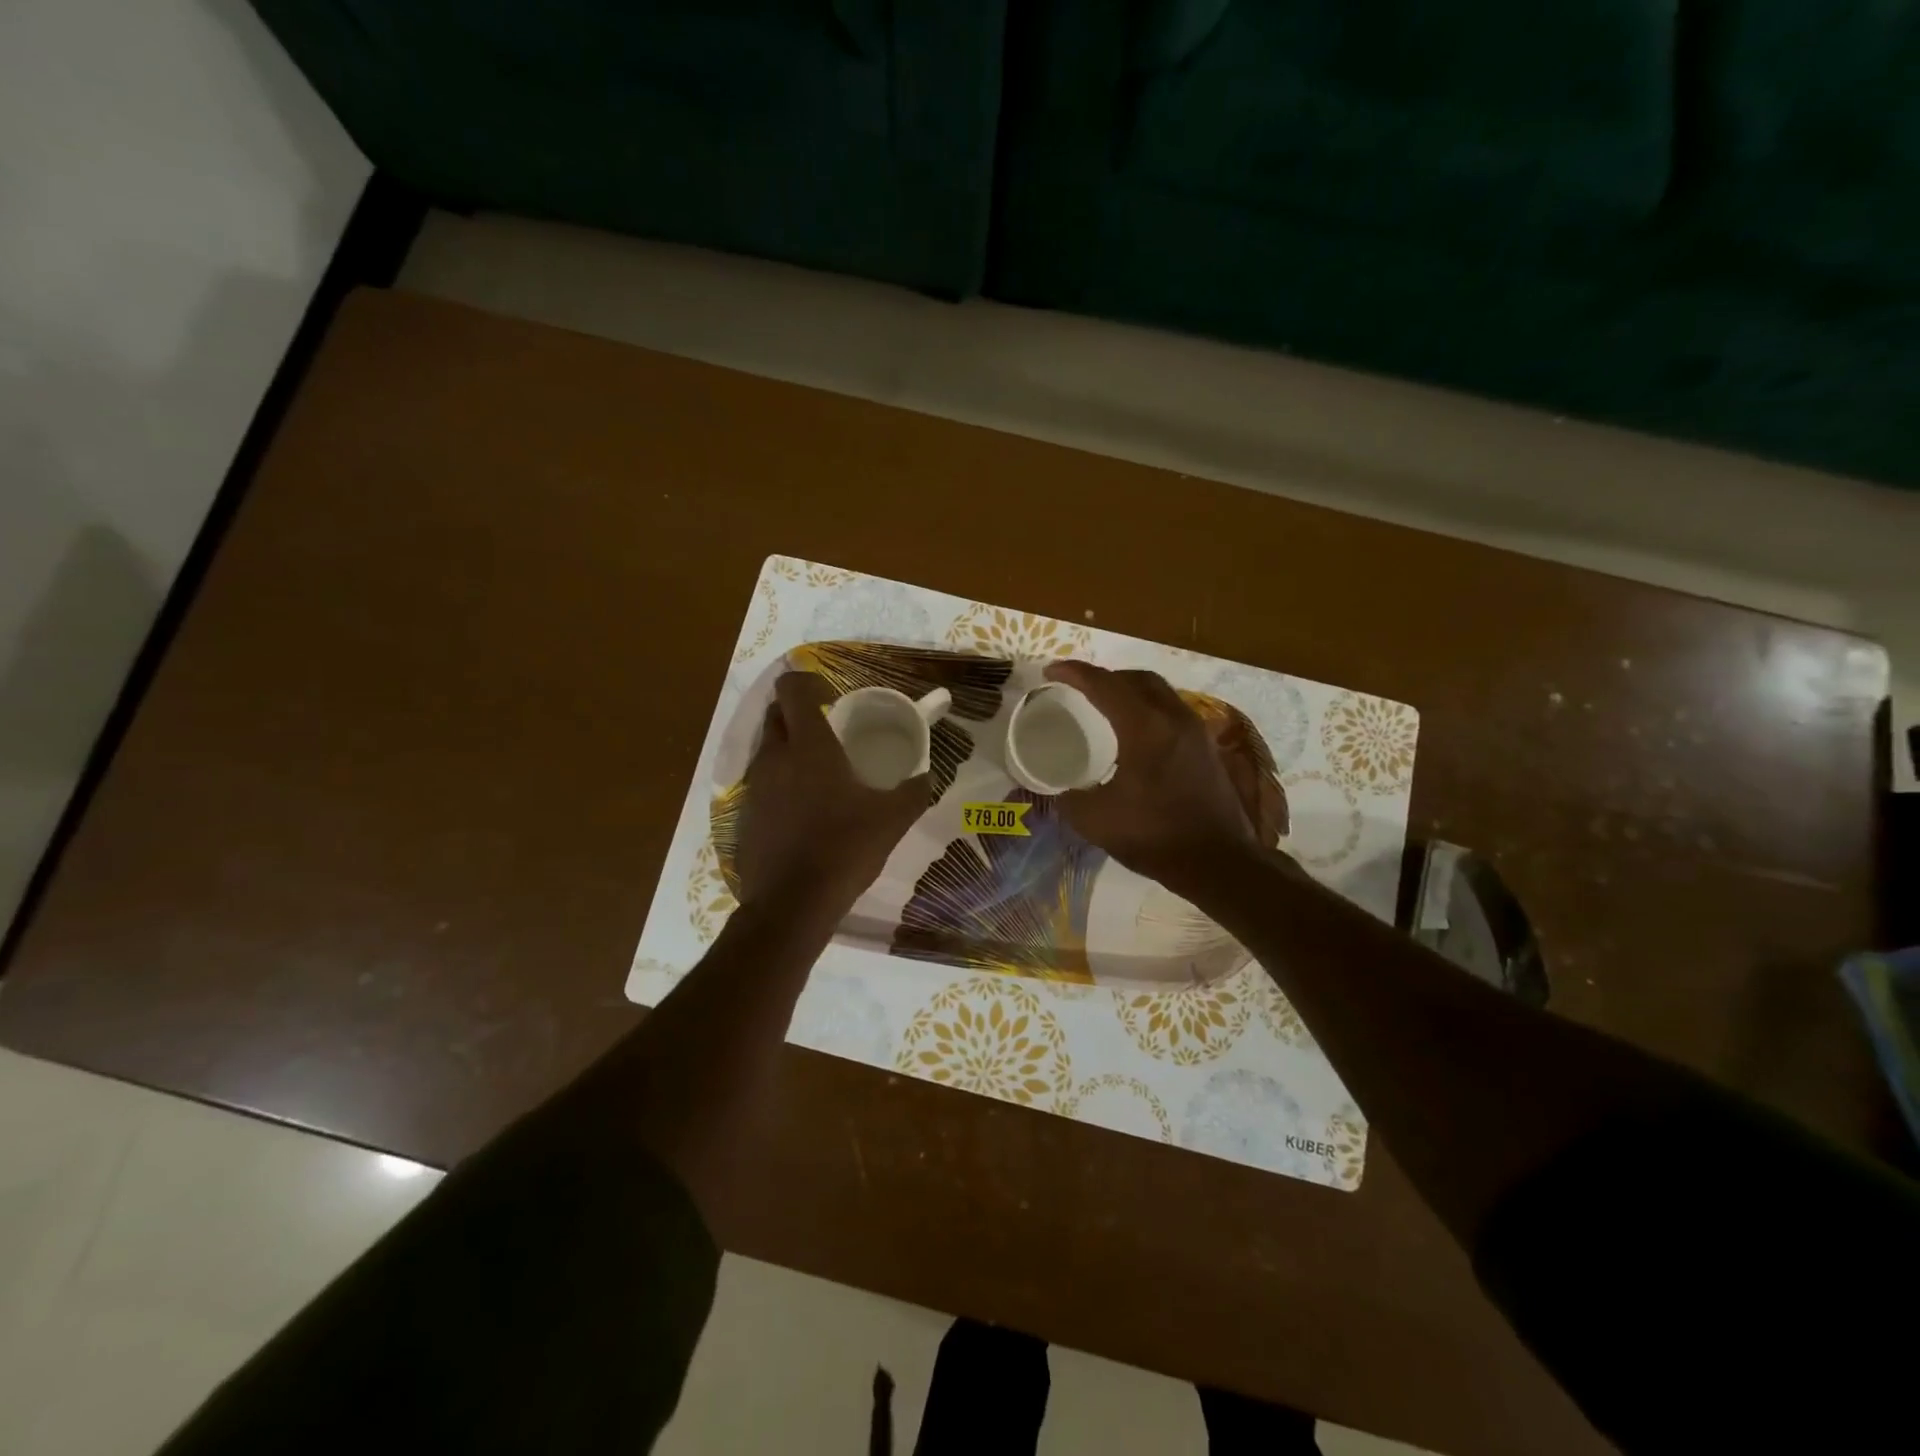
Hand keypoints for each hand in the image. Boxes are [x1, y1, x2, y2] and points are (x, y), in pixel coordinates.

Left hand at [736, 673, 929, 918]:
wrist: (792, 904)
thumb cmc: (844, 849)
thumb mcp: (892, 819)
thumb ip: (915, 791)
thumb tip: (929, 776)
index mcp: (809, 746)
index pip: (792, 688)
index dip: (808, 682)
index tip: (832, 697)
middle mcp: (775, 757)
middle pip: (776, 714)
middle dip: (798, 713)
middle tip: (830, 731)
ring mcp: (755, 786)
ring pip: (767, 748)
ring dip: (789, 748)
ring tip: (821, 772)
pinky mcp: (746, 815)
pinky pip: (762, 782)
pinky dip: (780, 782)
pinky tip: (805, 810)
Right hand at [1043, 661, 1269, 898]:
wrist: (1218, 862)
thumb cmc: (1154, 835)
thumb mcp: (1095, 820)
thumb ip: (1070, 799)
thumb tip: (1061, 793)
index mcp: (1144, 726)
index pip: (1104, 684)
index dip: (1074, 673)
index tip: (1050, 671)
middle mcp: (1174, 718)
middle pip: (1137, 679)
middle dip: (1105, 677)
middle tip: (1080, 688)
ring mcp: (1196, 732)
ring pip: (1159, 693)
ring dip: (1130, 692)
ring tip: (1106, 707)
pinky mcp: (1207, 749)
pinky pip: (1172, 713)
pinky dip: (1148, 711)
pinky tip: (1136, 736)